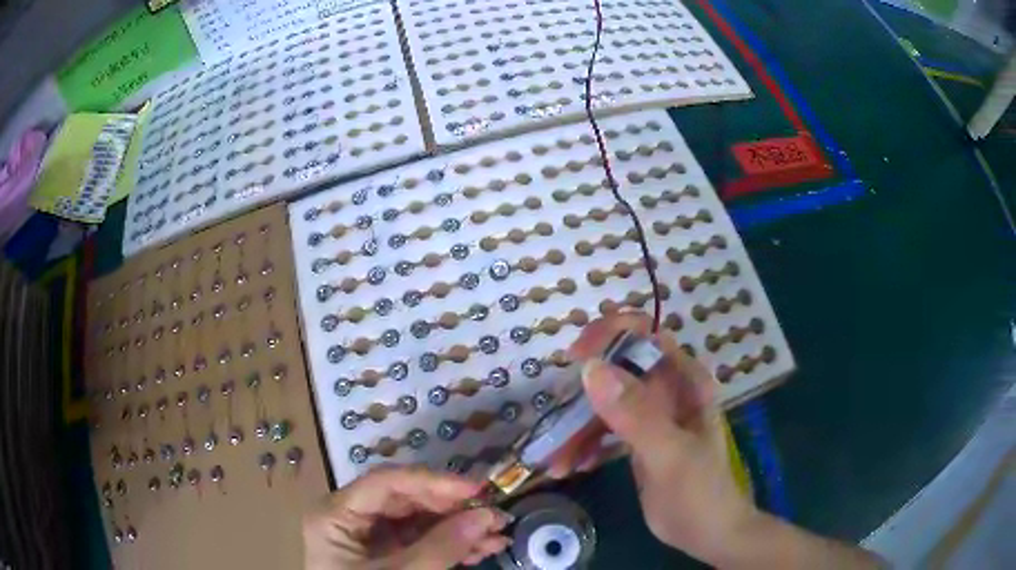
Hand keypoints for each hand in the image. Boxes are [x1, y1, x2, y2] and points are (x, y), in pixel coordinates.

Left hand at [303, 466, 510, 568]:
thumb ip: (441, 547)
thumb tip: (486, 515)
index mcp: (335, 514)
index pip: (386, 482)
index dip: (433, 481)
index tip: (477, 489)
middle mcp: (349, 517)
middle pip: (405, 499)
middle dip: (453, 508)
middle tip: (495, 514)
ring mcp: (367, 536)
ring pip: (418, 519)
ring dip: (459, 527)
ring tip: (498, 535)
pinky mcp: (384, 553)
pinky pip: (420, 539)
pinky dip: (451, 544)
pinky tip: (481, 549)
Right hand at [548, 312, 755, 563]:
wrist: (707, 533)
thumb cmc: (699, 492)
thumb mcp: (669, 454)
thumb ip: (635, 414)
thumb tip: (590, 368)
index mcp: (683, 380)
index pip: (644, 334)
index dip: (608, 335)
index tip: (575, 358)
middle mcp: (666, 389)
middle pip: (615, 370)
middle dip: (582, 394)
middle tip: (555, 424)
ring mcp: (650, 415)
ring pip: (604, 403)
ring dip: (576, 427)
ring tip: (557, 461)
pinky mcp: (637, 439)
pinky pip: (603, 429)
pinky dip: (585, 444)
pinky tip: (573, 466)